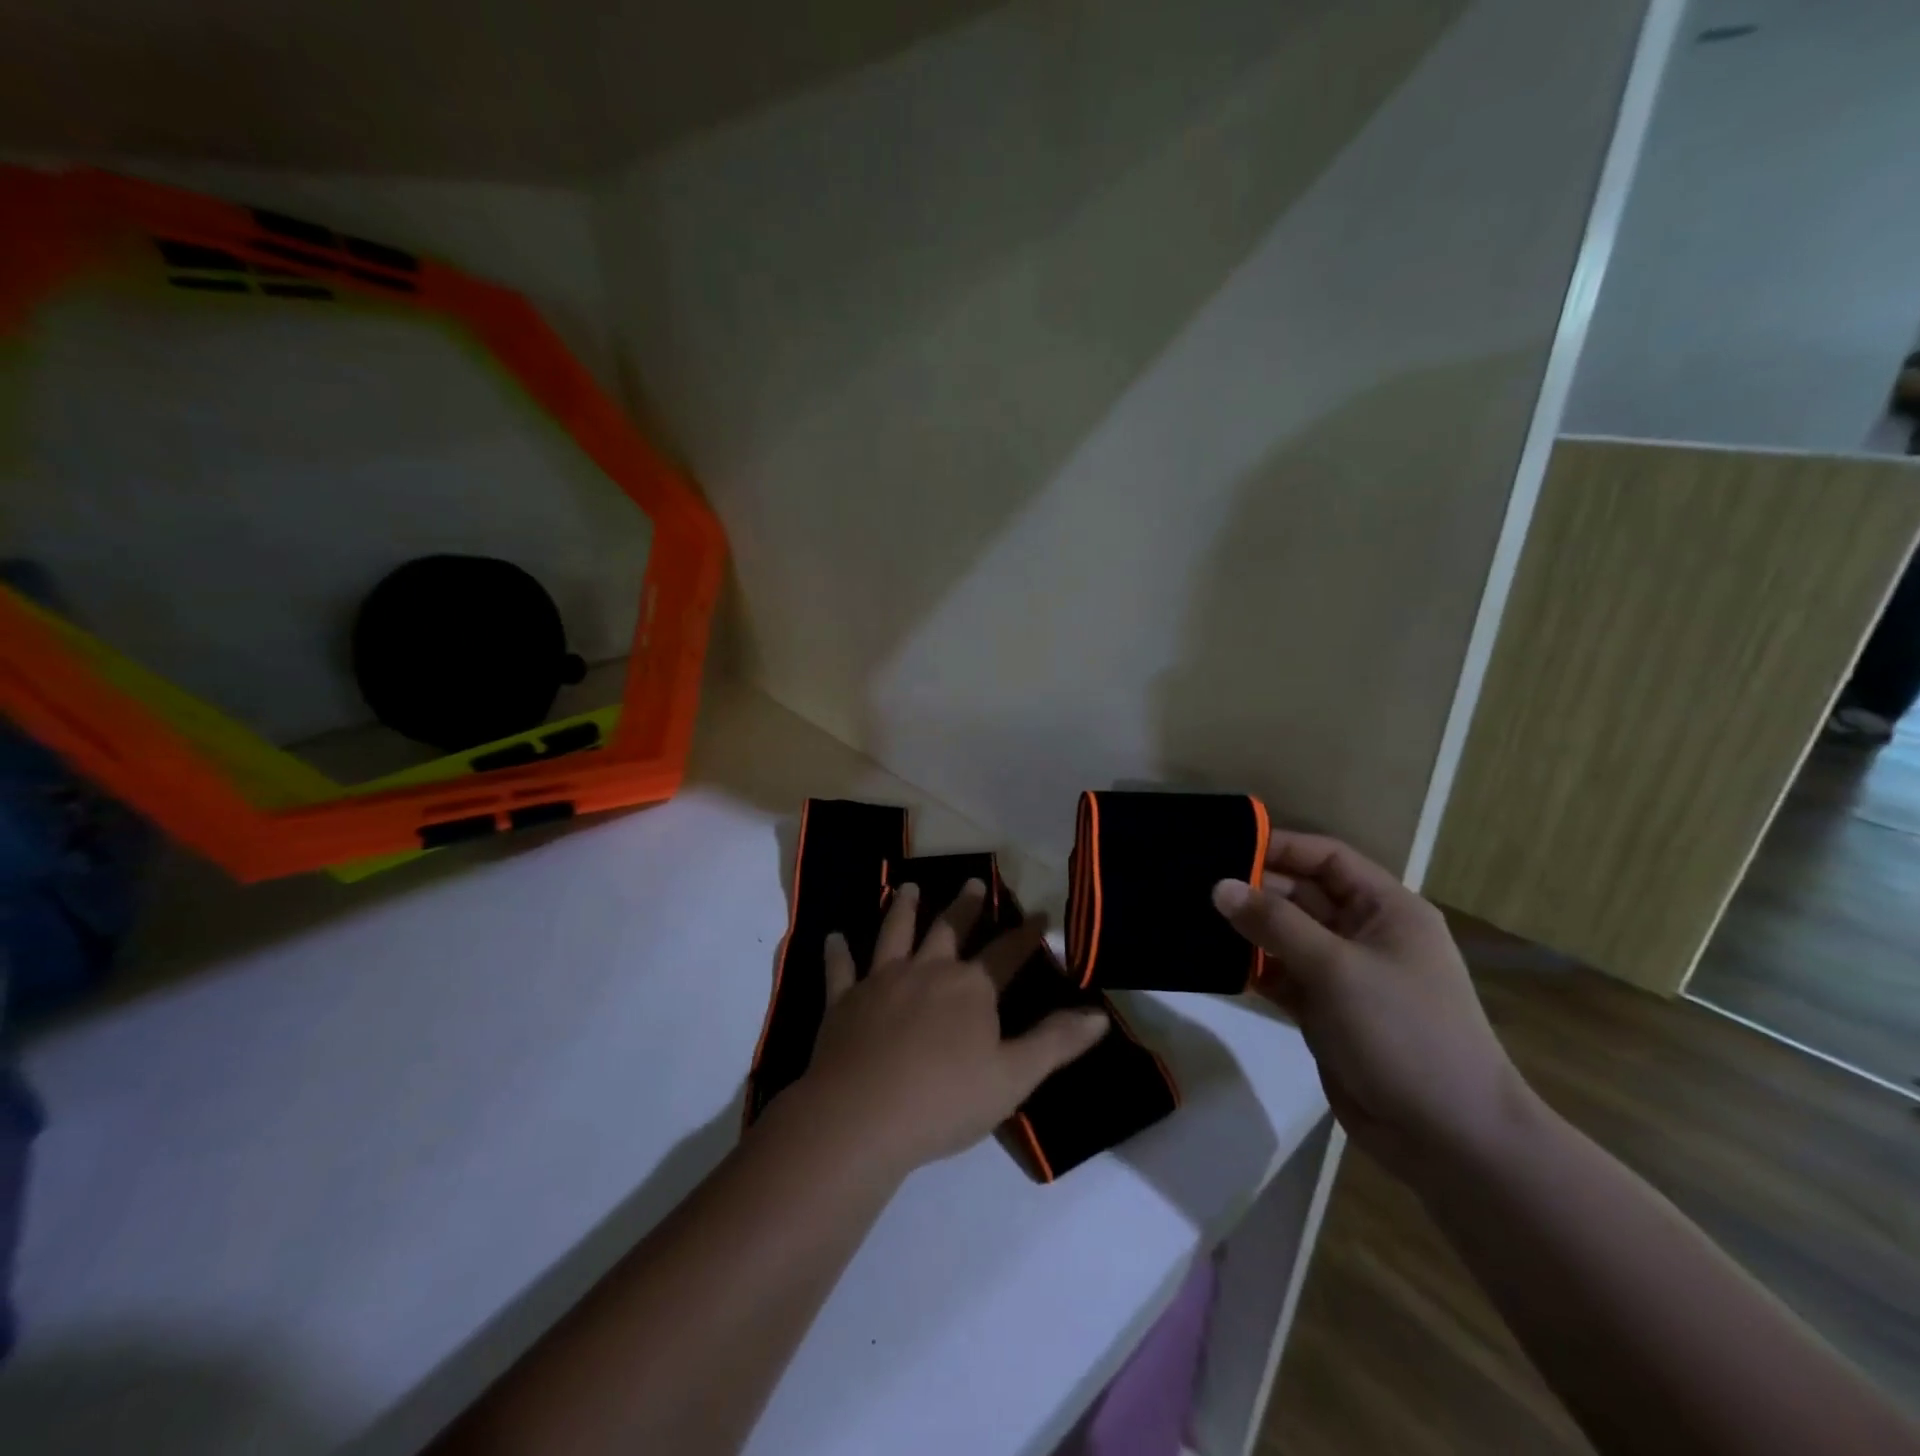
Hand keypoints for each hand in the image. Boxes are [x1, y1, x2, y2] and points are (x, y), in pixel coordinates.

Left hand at [795, 880, 1109, 1175]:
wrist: (861, 1117)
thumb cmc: (944, 1101)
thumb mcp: (1013, 1077)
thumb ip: (1056, 1043)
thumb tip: (1099, 1015)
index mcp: (970, 988)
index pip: (1006, 953)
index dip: (1026, 933)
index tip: (1039, 912)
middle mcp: (927, 970)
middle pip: (950, 929)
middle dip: (965, 905)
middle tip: (972, 881)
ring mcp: (881, 980)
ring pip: (894, 933)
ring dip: (901, 908)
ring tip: (906, 887)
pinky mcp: (843, 1000)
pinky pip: (840, 969)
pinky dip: (837, 951)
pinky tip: (834, 936)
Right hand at [1212, 833, 1532, 1175]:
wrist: (1449, 1138)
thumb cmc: (1404, 1032)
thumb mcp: (1336, 968)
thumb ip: (1274, 923)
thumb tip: (1219, 887)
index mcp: (1386, 909)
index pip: (1327, 859)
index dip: (1280, 847)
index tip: (1224, 846)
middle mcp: (1365, 934)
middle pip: (1302, 895)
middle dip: (1255, 889)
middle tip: (1195, 886)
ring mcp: (1344, 974)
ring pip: (1286, 936)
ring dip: (1248, 930)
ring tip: (1194, 918)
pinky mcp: (1325, 1011)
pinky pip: (1281, 975)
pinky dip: (1253, 968)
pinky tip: (1214, 962)